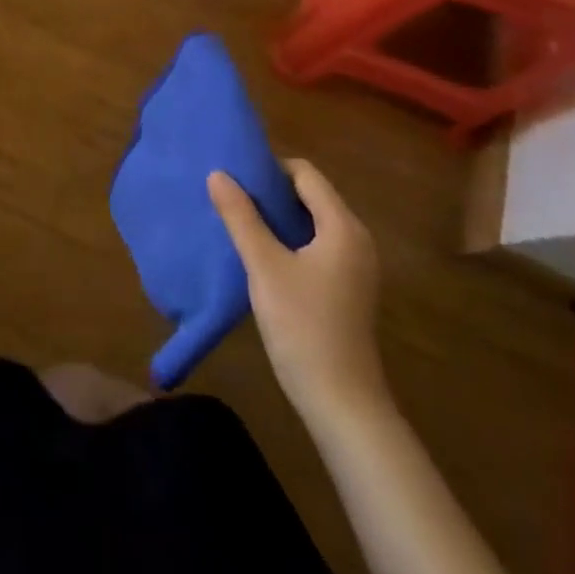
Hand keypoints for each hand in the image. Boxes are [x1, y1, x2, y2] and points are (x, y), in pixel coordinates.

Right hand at [207, 158, 386, 425]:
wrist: (343, 405)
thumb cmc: (304, 327)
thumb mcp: (264, 267)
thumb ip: (241, 217)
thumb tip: (218, 174)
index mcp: (342, 227)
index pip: (305, 174)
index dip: (270, 168)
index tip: (235, 175)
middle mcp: (356, 239)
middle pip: (310, 195)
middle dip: (271, 191)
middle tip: (231, 194)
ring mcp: (355, 266)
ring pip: (312, 221)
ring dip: (278, 216)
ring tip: (239, 219)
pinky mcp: (347, 287)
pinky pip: (316, 244)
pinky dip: (290, 239)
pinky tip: (261, 253)